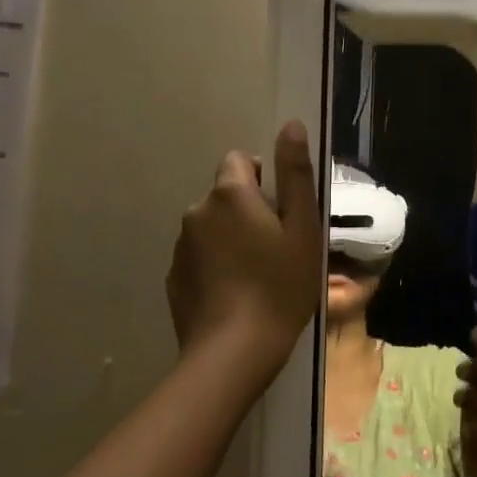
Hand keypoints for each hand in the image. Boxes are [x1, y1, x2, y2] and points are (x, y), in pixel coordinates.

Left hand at [165, 120, 322, 386]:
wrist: (234, 352)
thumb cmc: (280, 286)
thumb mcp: (303, 228)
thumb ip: (296, 174)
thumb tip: (290, 124)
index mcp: (231, 194)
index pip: (240, 160)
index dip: (263, 177)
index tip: (281, 211)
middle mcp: (198, 210)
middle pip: (226, 194)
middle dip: (248, 209)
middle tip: (276, 247)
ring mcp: (181, 246)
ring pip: (212, 226)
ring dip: (230, 237)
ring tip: (256, 275)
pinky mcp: (173, 277)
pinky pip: (199, 256)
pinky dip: (215, 264)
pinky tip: (234, 294)